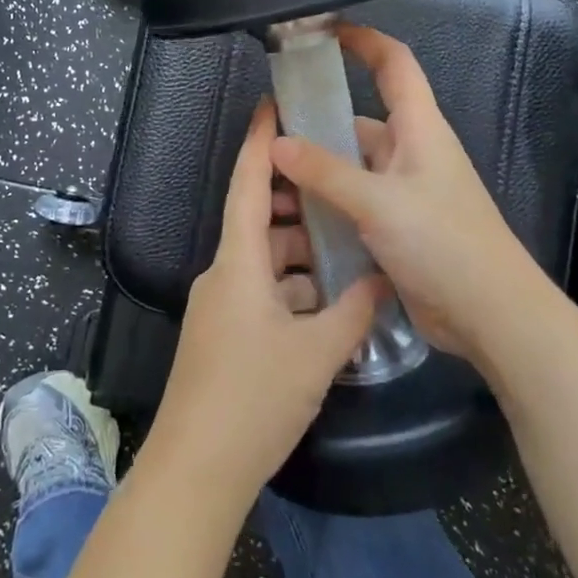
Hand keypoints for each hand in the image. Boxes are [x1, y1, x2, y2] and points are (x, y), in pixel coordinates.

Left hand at [148, 100, 386, 501]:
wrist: (194, 472)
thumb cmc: (253, 399)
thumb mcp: (315, 354)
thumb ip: (354, 312)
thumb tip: (382, 280)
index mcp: (238, 261)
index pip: (248, 184)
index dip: (260, 142)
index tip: (273, 105)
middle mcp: (224, 273)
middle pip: (261, 220)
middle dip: (299, 203)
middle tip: (341, 186)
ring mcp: (221, 306)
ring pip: (265, 260)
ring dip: (301, 253)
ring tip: (347, 248)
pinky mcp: (224, 335)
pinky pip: (262, 292)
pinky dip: (292, 288)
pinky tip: (327, 304)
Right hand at [270, 25, 534, 364]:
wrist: (492, 316)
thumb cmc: (444, 243)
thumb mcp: (379, 203)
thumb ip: (326, 172)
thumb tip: (276, 143)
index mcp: (420, 128)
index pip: (394, 63)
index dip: (363, 39)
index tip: (323, 29)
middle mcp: (412, 151)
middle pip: (362, 119)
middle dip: (320, 120)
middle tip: (270, 126)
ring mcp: (405, 189)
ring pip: (354, 164)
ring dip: (320, 168)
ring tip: (271, 175)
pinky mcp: (399, 224)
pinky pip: (356, 199)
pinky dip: (329, 201)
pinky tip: (296, 214)